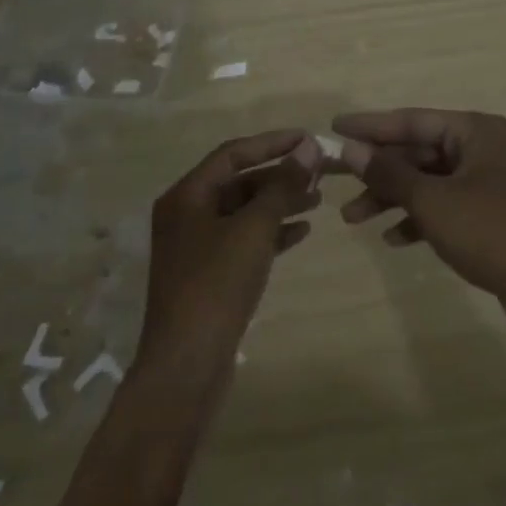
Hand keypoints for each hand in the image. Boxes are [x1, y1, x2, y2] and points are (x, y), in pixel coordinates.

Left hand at [134, 130, 321, 399]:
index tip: (309, 138)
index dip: (272, 143)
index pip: (233, 153)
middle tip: (319, 171)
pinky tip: (302, 232)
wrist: (185, 367)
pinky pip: (244, 240)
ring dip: (279, 203)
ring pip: (243, 212)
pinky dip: (271, 232)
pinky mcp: (209, 275)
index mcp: (186, 196)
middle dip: (279, 175)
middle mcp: (187, 215)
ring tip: (318, 198)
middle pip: (239, 182)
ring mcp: (196, 247)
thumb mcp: (253, 229)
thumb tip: (309, 147)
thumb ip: (282, 185)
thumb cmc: (216, 286)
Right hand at [332, 108, 505, 326]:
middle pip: (417, 151)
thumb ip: (390, 173)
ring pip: (427, 181)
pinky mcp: (487, 214)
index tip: (334, 128)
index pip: (412, 120)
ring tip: (353, 219)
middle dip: (378, 171)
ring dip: (392, 198)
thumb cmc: (491, 232)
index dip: (370, 126)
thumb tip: (351, 149)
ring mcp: (485, 182)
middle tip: (336, 182)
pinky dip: (418, 218)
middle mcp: (481, 148)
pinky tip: (393, 239)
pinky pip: (442, 206)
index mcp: (475, 131)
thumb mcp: (433, 201)